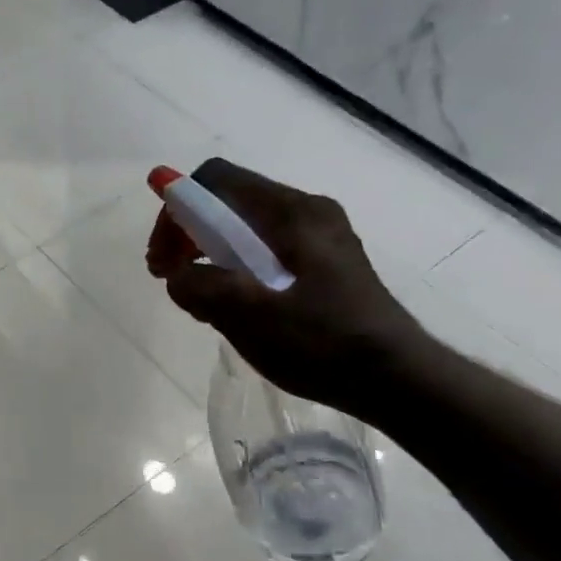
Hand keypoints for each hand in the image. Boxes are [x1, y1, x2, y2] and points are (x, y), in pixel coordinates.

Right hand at [147, 158, 428, 418]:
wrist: (398, 380)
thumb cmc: (324, 344)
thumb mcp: (250, 316)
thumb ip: (202, 287)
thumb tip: (177, 276)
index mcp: (292, 212)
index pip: (216, 180)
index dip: (177, 209)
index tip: (162, 257)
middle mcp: (307, 211)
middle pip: (229, 201)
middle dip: (188, 233)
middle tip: (168, 277)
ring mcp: (320, 237)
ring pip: (245, 227)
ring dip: (209, 253)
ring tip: (197, 297)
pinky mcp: (325, 263)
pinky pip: (266, 249)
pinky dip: (236, 267)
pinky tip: (231, 305)